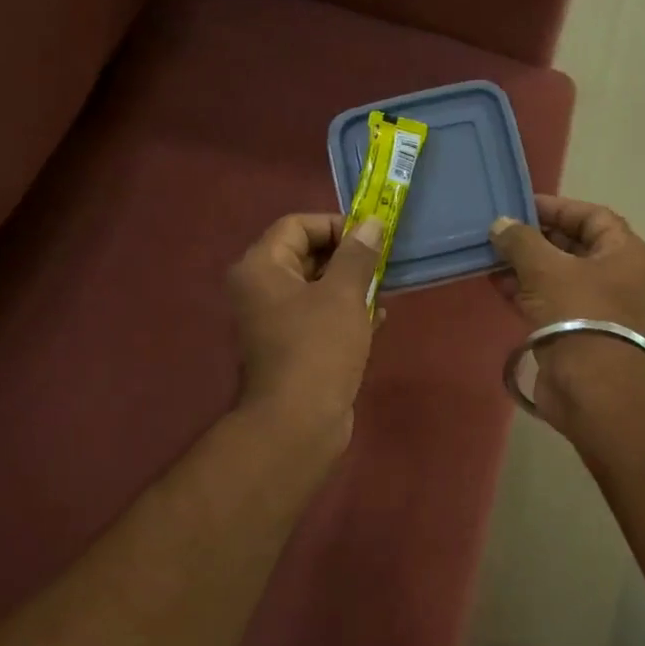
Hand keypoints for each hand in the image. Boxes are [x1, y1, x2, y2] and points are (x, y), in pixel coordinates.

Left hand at [227, 214, 382, 451]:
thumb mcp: (344, 294)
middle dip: (347, 257)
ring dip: (351, 286)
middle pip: (305, 255)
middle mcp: (261, 290)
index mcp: (261, 268)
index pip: (296, 226)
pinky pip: (320, 317)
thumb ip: (358, 255)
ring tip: (383, 288)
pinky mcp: (293, 348)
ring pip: (316, 289)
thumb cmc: (319, 348)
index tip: (371, 238)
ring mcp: (275, 321)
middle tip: (382, 262)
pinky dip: (346, 313)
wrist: (299, 422)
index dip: (335, 225)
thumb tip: (371, 223)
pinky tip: (378, 319)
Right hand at [489, 196, 644, 428]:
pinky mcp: (575, 332)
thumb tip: (500, 225)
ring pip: (557, 276)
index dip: (557, 208)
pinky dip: (525, 291)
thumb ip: (521, 241)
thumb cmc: (577, 314)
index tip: (520, 206)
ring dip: (525, 265)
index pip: (592, 216)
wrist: (589, 386)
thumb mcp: (546, 268)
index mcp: (625, 254)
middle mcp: (617, 277)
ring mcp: (596, 307)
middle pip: (574, 246)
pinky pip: (549, 301)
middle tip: (500, 232)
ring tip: (490, 256)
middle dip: (535, 238)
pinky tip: (495, 283)